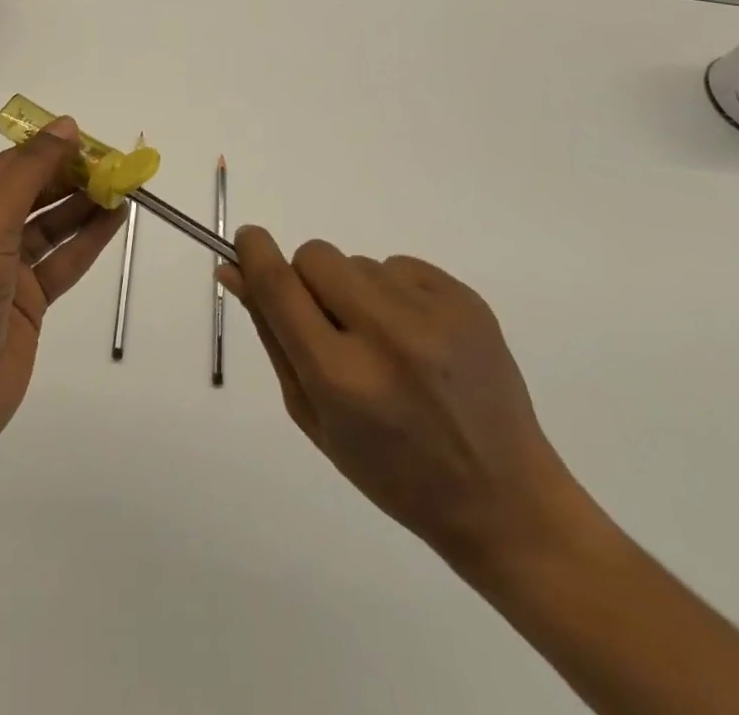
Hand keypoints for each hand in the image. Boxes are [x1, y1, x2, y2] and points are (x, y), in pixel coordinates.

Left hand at [0, 119, 121, 460]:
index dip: (45, 151)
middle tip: (113, 164)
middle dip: (69, 179)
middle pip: (28, 195)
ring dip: (82, 207)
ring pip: (47, 227)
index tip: (87, 139)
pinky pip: (59, 261)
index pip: (4, 168)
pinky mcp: (25, 301)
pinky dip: (86, 241)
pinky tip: (115, 219)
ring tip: (122, 186)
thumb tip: (66, 124)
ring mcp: (0, 270)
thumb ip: (31, 171)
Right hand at [219, 227, 577, 570]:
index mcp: (341, 377)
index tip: (247, 240)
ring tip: (387, 346)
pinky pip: (400, 265)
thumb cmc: (392, 471)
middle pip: (316, 256)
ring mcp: (433, 314)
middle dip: (310, 280)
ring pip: (358, 262)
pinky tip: (419, 339)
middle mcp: (385, 335)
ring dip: (356, 292)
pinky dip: (395, 292)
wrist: (503, 498)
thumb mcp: (315, 416)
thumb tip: (234, 272)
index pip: (279, 286)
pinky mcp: (467, 300)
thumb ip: (273, 337)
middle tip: (331, 324)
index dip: (255, 253)